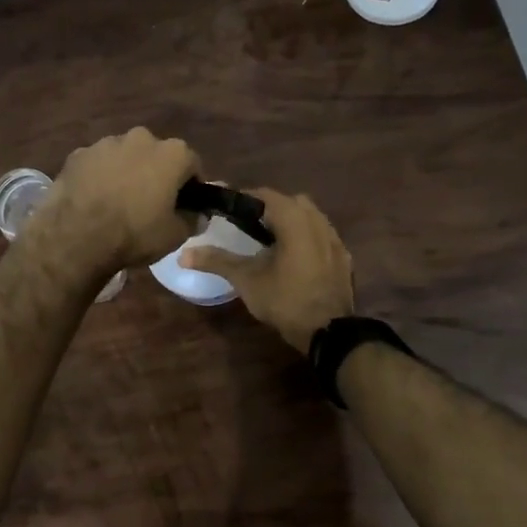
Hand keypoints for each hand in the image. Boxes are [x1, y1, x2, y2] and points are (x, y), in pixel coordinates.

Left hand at [32, 127, 201, 275]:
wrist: (76, 236)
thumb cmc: (135, 233)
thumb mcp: (174, 235)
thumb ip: (192, 220)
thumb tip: (198, 215)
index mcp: (172, 153)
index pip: (192, 164)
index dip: (191, 185)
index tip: (185, 203)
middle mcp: (141, 138)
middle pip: (156, 154)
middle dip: (156, 173)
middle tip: (150, 202)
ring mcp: (106, 143)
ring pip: (124, 156)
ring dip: (126, 172)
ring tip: (118, 201)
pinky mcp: (78, 154)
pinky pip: (97, 164)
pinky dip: (99, 176)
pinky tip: (93, 199)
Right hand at [181, 188, 352, 350]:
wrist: (329, 332)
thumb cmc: (285, 299)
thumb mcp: (246, 280)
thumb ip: (217, 261)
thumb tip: (182, 254)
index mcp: (294, 219)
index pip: (265, 194)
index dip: (243, 198)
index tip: (226, 210)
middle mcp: (318, 221)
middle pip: (290, 202)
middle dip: (269, 208)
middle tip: (247, 226)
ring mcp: (335, 239)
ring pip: (310, 217)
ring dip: (290, 222)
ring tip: (270, 242)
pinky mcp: (344, 258)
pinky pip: (322, 236)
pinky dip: (307, 239)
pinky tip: (295, 258)